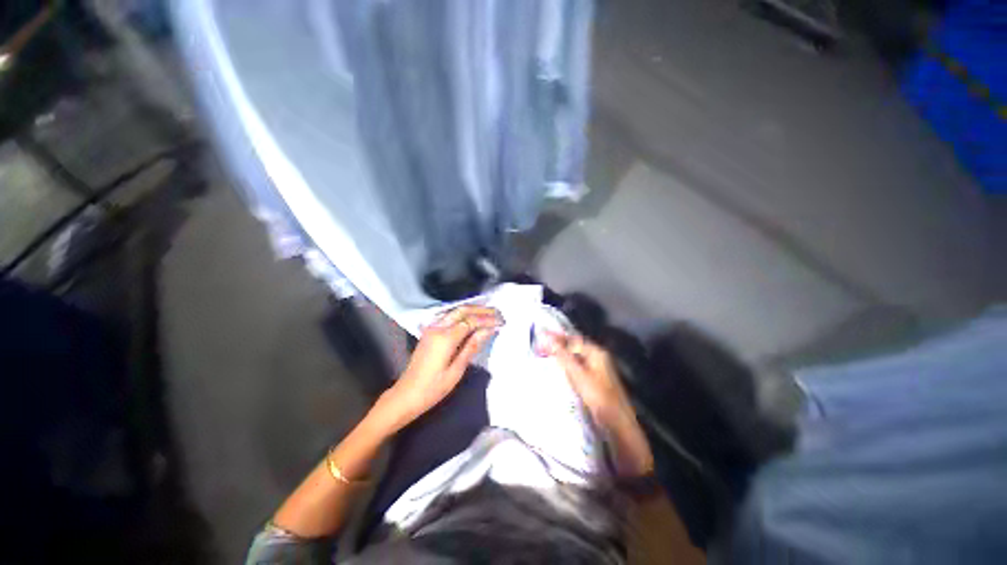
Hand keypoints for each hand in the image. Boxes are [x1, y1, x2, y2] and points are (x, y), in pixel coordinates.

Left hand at [376, 305, 501, 430]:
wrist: (406, 395)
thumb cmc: (433, 389)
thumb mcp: (456, 370)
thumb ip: (472, 347)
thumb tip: (488, 330)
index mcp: (445, 338)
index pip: (471, 321)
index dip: (487, 319)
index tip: (501, 321)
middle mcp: (437, 328)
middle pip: (462, 311)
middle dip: (481, 310)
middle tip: (497, 312)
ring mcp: (431, 328)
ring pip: (455, 311)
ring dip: (472, 310)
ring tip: (488, 313)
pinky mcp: (429, 332)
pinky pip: (448, 316)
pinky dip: (462, 314)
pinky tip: (471, 317)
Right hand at [547, 333, 631, 422]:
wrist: (617, 421)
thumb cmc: (598, 396)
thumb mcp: (578, 374)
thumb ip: (564, 356)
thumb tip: (550, 340)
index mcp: (596, 352)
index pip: (573, 339)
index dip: (557, 336)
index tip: (543, 334)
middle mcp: (597, 357)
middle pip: (574, 346)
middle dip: (558, 344)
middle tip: (542, 343)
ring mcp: (596, 369)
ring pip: (575, 356)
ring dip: (561, 353)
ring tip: (547, 351)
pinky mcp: (593, 380)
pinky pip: (577, 366)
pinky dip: (566, 364)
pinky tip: (559, 367)